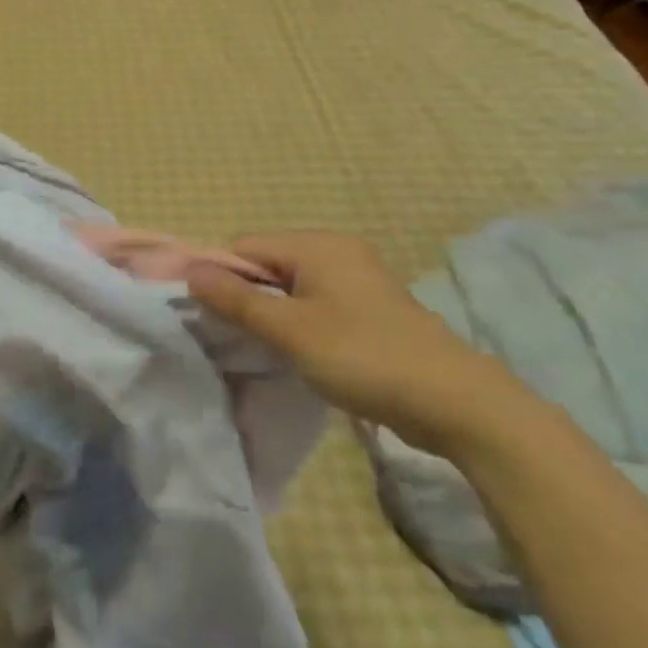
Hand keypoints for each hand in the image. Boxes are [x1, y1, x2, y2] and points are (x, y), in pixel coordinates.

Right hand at [188, 232, 537, 459]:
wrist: (457, 403)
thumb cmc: (364, 357)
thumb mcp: (291, 331)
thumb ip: (237, 300)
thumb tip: (189, 270)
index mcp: (317, 245)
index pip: (245, 246)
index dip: (221, 278)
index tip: (210, 317)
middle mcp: (336, 251)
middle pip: (267, 263)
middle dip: (246, 297)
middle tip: (235, 338)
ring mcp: (357, 279)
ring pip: (291, 287)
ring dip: (272, 314)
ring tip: (263, 349)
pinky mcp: (369, 308)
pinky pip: (316, 303)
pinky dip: (299, 323)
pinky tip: (298, 353)